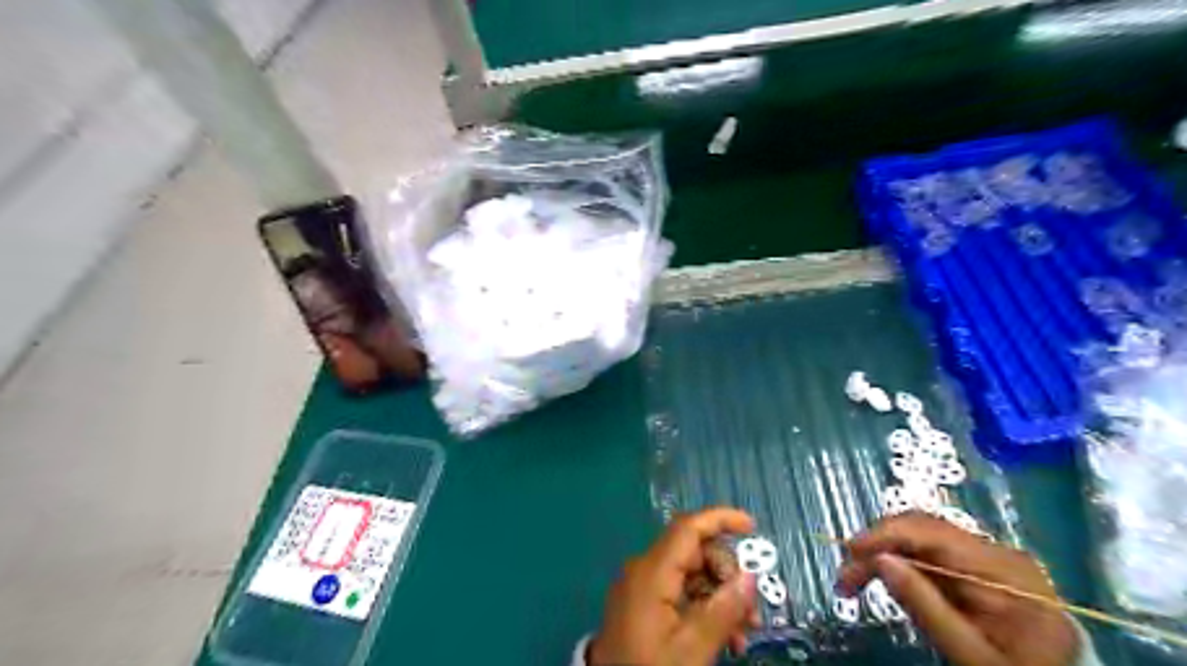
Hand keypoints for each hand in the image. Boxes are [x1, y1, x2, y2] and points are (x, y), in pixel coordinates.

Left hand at [591, 508, 759, 663]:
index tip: (752, 527)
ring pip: (692, 573)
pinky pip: (680, 591)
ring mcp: (643, 585)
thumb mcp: (691, 648)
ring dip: (721, 596)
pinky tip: (725, 636)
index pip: (688, 527)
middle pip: (695, 552)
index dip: (721, 519)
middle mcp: (645, 569)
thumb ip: (723, 610)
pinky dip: (704, 606)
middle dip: (728, 575)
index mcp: (652, 571)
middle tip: (751, 614)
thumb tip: (749, 577)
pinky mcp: (643, 603)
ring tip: (743, 634)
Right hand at [838, 512, 1083, 664]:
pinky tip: (884, 581)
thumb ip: (926, 607)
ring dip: (883, 554)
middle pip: (922, 529)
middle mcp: (996, 552)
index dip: (884, 536)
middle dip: (877, 546)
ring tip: (854, 582)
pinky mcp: (978, 568)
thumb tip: (879, 561)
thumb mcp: (973, 655)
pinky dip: (900, 564)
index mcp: (1004, 570)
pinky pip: (929, 554)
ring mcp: (988, 558)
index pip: (932, 533)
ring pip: (919, 538)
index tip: (847, 553)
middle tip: (844, 579)